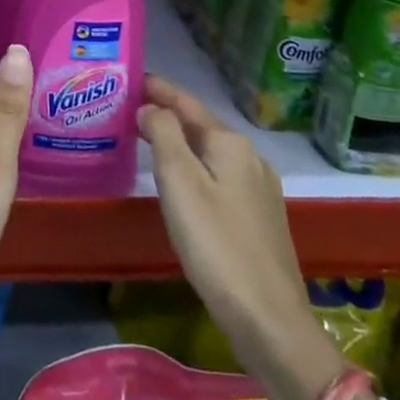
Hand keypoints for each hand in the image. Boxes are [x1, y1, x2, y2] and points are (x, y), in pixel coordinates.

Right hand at [137, 75, 312, 349]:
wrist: (270, 321)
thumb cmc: (217, 244)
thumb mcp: (180, 182)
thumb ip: (163, 135)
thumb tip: (151, 108)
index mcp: (230, 144)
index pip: (187, 102)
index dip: (158, 89)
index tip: (131, 78)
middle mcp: (250, 159)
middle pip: (201, 126)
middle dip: (168, 114)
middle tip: (130, 108)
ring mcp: (259, 190)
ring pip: (211, 153)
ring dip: (180, 142)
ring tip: (148, 140)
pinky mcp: (259, 219)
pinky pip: (219, 177)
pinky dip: (195, 167)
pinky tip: (181, 182)